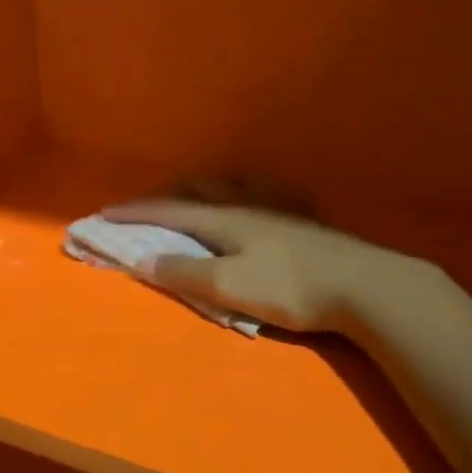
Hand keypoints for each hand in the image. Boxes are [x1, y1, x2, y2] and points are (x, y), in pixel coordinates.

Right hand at [102, 199, 407, 334]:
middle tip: (144, 205)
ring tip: (191, 194)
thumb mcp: (231, 287)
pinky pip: (260, 191)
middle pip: (197, 190)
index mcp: (224, 219)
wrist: (366, 286)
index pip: (169, 212)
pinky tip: (251, 197)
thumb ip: (185, 274)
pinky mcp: (302, 217)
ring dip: (200, 187)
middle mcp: (246, 203)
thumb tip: (141, 260)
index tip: (105, 213)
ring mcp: (277, 206)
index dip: (135, 212)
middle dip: (164, 195)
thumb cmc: (292, 288)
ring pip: (229, 185)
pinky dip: (239, 190)